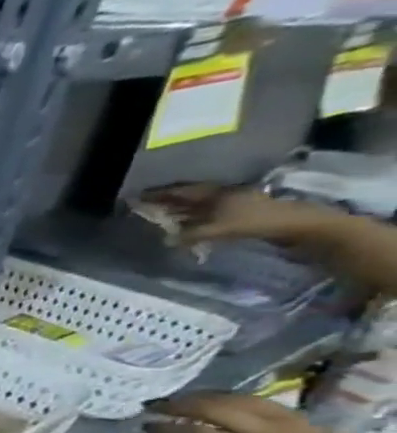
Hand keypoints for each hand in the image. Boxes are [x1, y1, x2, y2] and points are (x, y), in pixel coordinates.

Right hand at [139, 184, 335, 247]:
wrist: (296, 224)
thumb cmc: (254, 222)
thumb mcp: (217, 229)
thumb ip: (189, 235)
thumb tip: (165, 241)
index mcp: (214, 193)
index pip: (179, 192)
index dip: (158, 194)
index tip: (137, 197)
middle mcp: (221, 194)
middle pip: (188, 197)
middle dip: (166, 202)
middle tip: (145, 207)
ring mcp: (231, 203)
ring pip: (197, 206)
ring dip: (179, 211)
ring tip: (161, 217)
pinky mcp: (238, 213)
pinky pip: (207, 214)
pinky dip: (192, 219)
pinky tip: (185, 225)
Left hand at [148, 392, 396, 432]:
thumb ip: (273, 428)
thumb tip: (231, 421)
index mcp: (292, 421)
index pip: (238, 399)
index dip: (201, 396)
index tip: (177, 398)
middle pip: (215, 412)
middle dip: (178, 407)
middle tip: (153, 408)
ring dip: (170, 432)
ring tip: (148, 430)